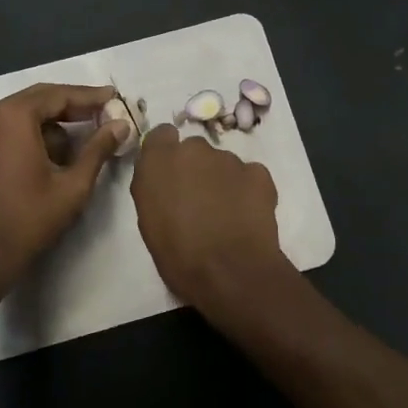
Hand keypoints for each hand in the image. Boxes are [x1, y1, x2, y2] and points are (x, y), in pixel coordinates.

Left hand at [0, 82, 130, 287]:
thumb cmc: (30, 217)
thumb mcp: (73, 184)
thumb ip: (98, 148)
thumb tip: (122, 125)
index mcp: (12, 117)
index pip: (58, 95)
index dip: (89, 96)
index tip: (114, 96)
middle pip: (39, 98)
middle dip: (73, 105)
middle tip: (105, 111)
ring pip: (24, 111)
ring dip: (55, 119)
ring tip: (87, 132)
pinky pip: (10, 124)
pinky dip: (34, 130)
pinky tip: (58, 147)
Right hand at [130, 124, 286, 317]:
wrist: (231, 272)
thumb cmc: (179, 256)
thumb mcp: (149, 222)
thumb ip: (154, 190)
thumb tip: (165, 182)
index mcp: (159, 162)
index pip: (161, 135)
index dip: (167, 152)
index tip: (170, 173)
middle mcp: (193, 150)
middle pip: (194, 150)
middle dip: (196, 169)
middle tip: (198, 201)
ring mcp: (229, 159)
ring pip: (223, 163)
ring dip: (222, 181)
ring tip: (225, 215)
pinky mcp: (258, 172)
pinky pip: (249, 175)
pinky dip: (247, 190)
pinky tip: (246, 216)